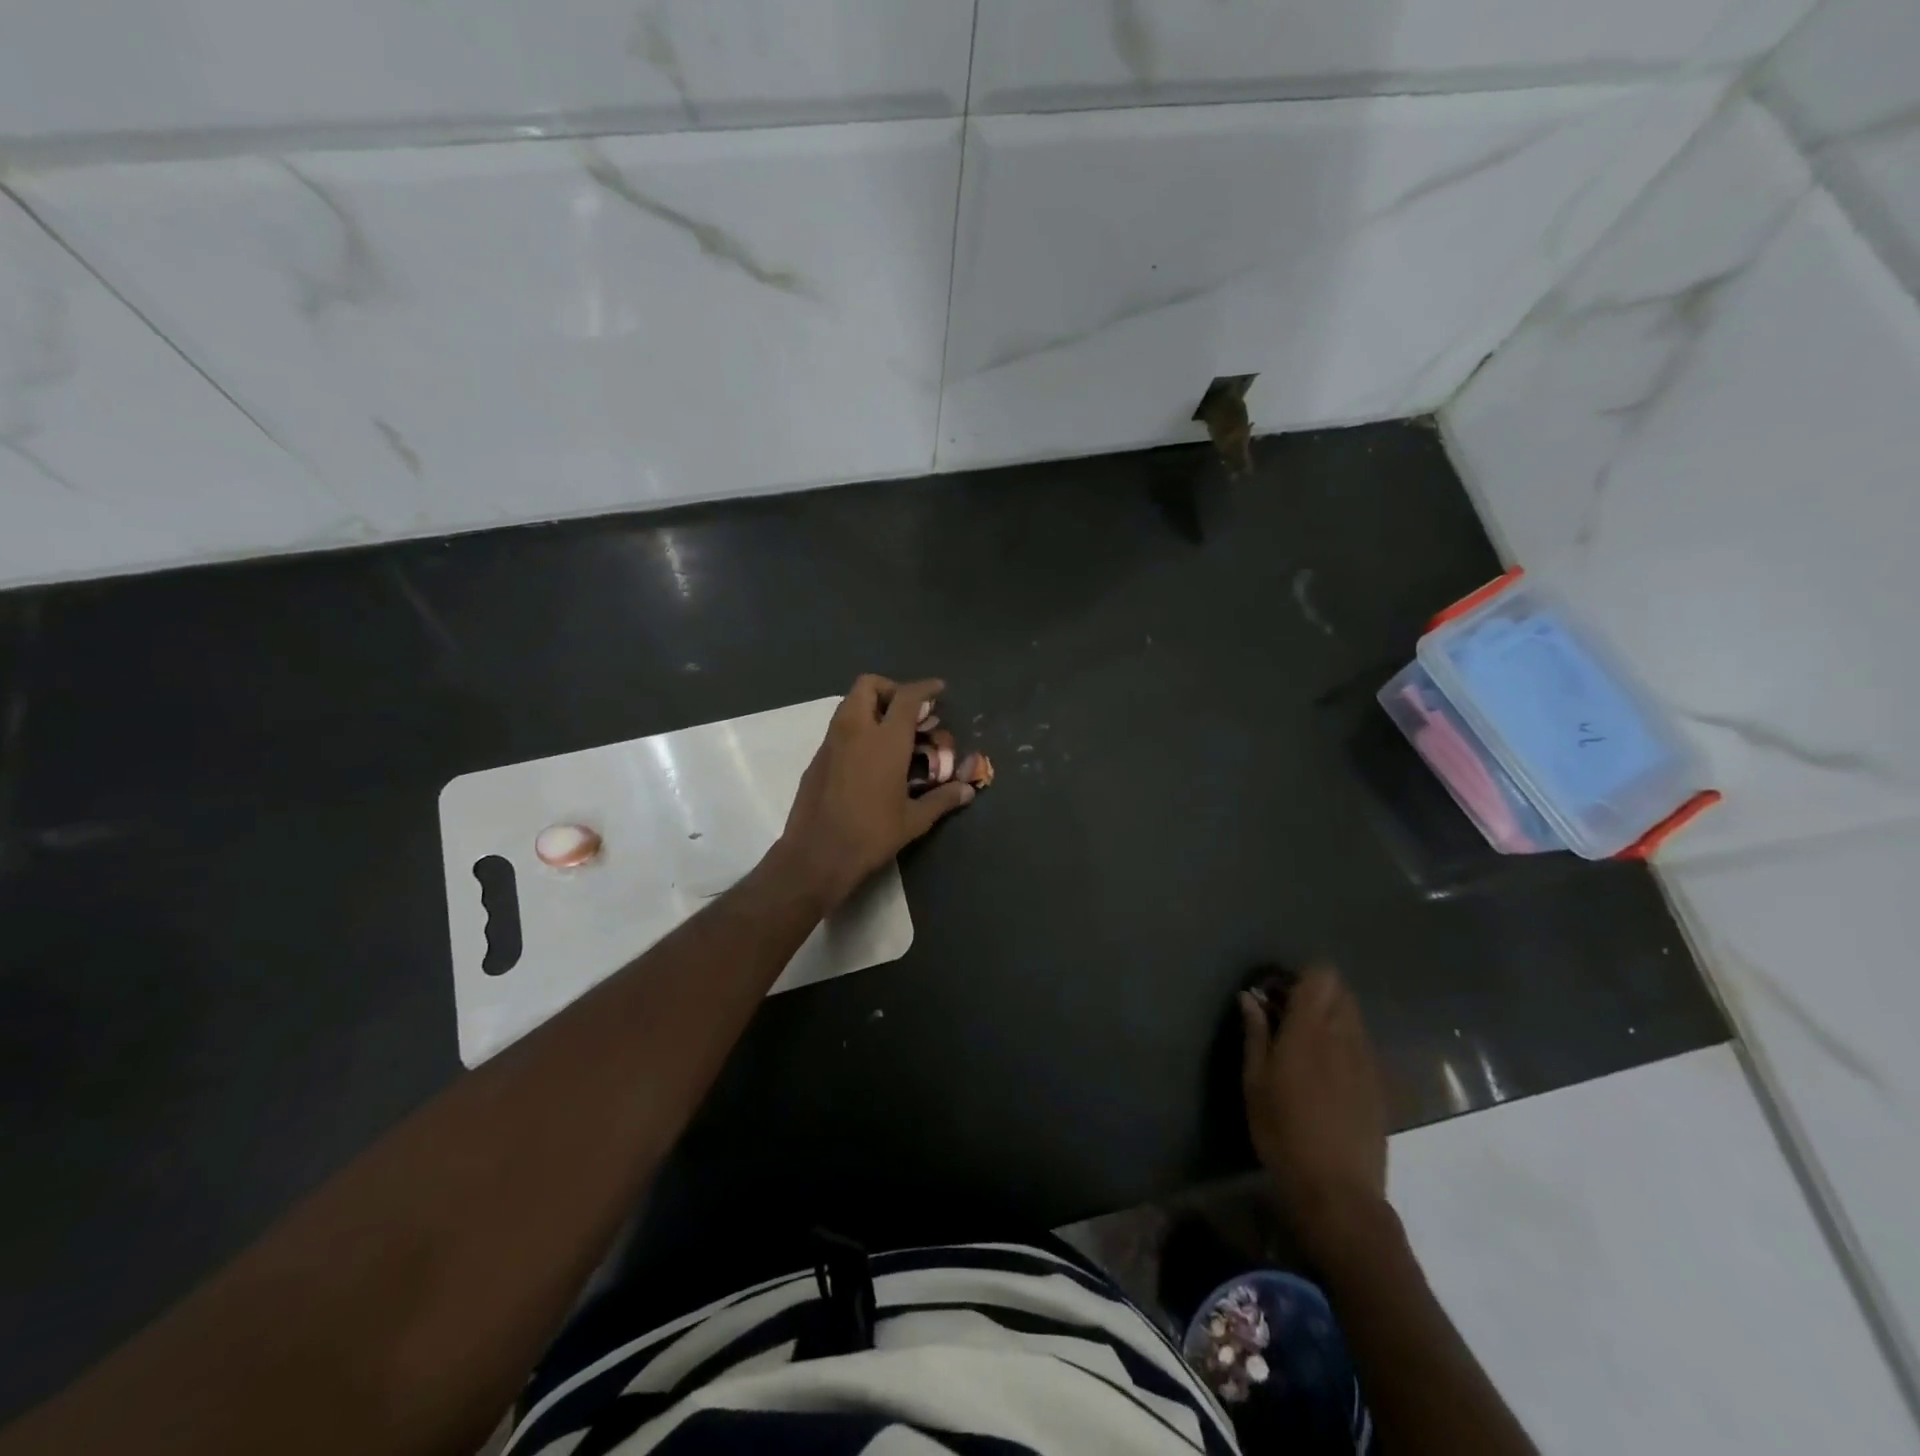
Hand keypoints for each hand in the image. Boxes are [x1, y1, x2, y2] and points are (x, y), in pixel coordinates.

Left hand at [778, 674, 974, 912]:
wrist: (817, 855)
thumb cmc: (871, 834)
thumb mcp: (914, 820)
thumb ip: (942, 799)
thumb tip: (967, 790)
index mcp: (885, 741)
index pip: (906, 697)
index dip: (924, 688)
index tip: (938, 689)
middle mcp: (855, 731)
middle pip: (868, 685)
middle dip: (890, 689)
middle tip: (908, 712)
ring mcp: (831, 743)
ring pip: (849, 704)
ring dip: (871, 707)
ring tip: (891, 734)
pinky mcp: (816, 759)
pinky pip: (838, 728)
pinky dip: (856, 728)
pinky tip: (869, 759)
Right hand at [1241, 968, 1388, 1256]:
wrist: (1338, 1191)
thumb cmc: (1283, 1132)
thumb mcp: (1255, 1082)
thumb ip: (1256, 1033)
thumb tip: (1250, 997)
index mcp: (1310, 1030)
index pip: (1320, 977)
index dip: (1300, 976)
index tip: (1277, 993)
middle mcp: (1344, 1037)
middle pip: (1341, 992)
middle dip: (1316, 993)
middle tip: (1288, 1016)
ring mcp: (1367, 1061)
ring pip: (1354, 1018)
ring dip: (1332, 1017)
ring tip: (1307, 1044)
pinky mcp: (1380, 1085)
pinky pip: (1363, 1046)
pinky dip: (1345, 1043)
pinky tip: (1327, 1073)